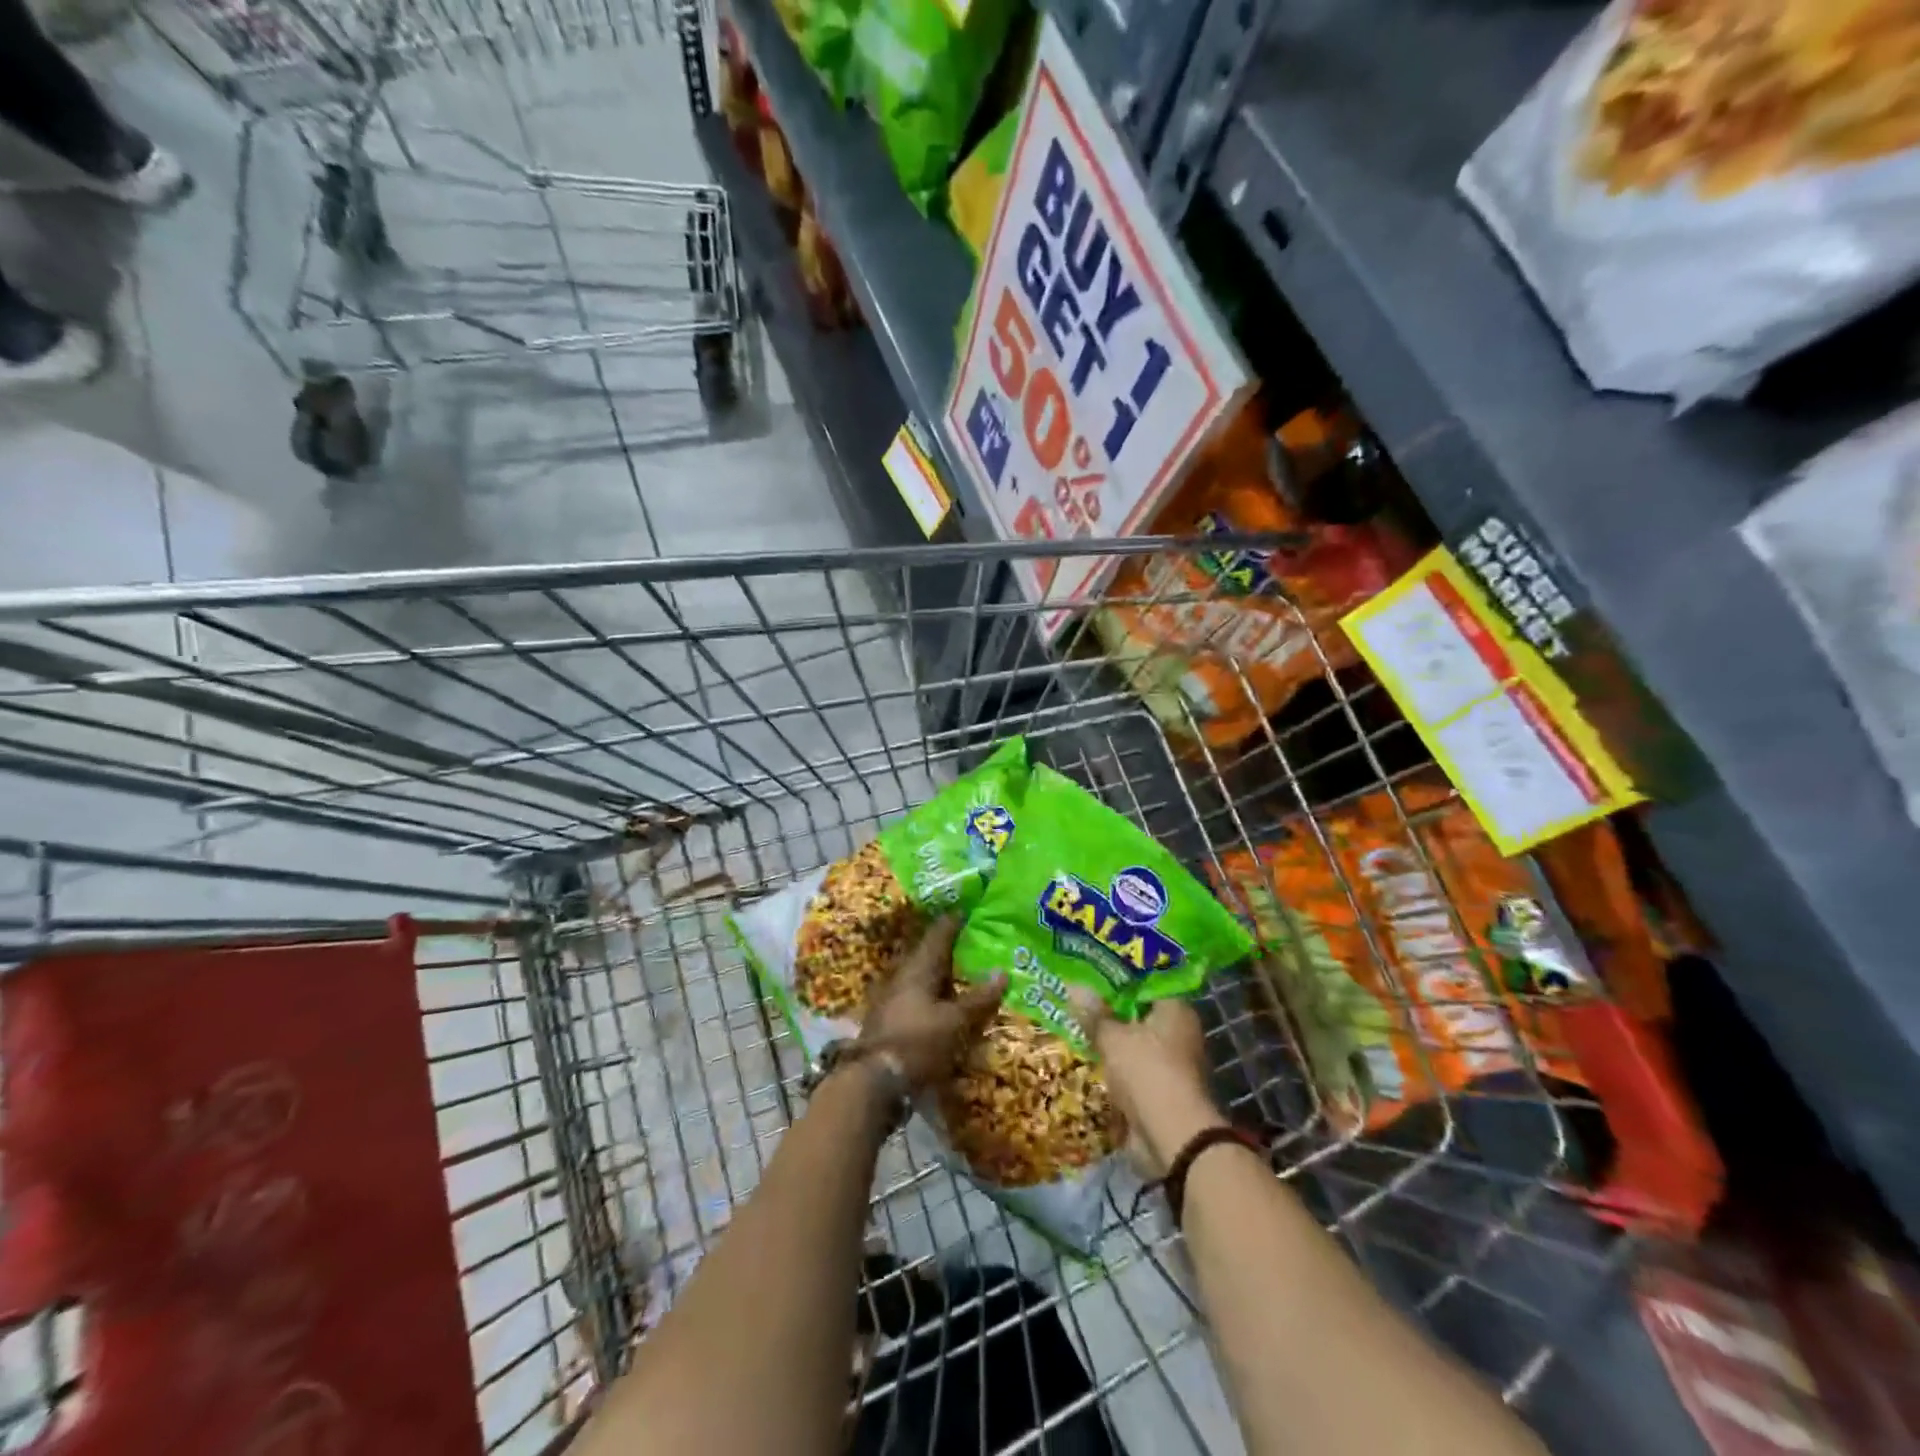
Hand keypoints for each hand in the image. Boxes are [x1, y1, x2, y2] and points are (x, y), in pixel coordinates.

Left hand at [857, 917, 1006, 1091]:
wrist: (873, 1082)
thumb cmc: (917, 1043)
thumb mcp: (955, 1022)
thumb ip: (979, 999)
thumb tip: (1003, 972)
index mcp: (918, 968)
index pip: (939, 934)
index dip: (954, 921)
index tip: (970, 909)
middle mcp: (902, 976)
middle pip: (929, 955)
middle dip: (950, 949)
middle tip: (974, 943)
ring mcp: (892, 998)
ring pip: (922, 977)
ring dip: (942, 976)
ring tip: (966, 974)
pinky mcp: (889, 1021)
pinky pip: (917, 998)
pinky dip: (934, 996)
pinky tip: (947, 1005)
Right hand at [1071, 993, 1225, 1179]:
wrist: (1174, 1138)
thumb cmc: (1147, 1072)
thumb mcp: (1113, 1038)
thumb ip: (1094, 1014)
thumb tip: (1074, 986)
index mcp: (1176, 1009)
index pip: (1146, 982)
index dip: (1118, 976)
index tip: (1090, 971)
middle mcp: (1179, 1032)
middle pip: (1139, 1012)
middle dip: (1110, 1009)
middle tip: (1077, 997)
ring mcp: (1172, 1063)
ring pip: (1135, 1041)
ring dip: (1111, 1039)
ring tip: (1076, 1024)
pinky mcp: (1162, 1089)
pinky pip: (1133, 1067)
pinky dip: (1115, 1064)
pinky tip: (1089, 1057)